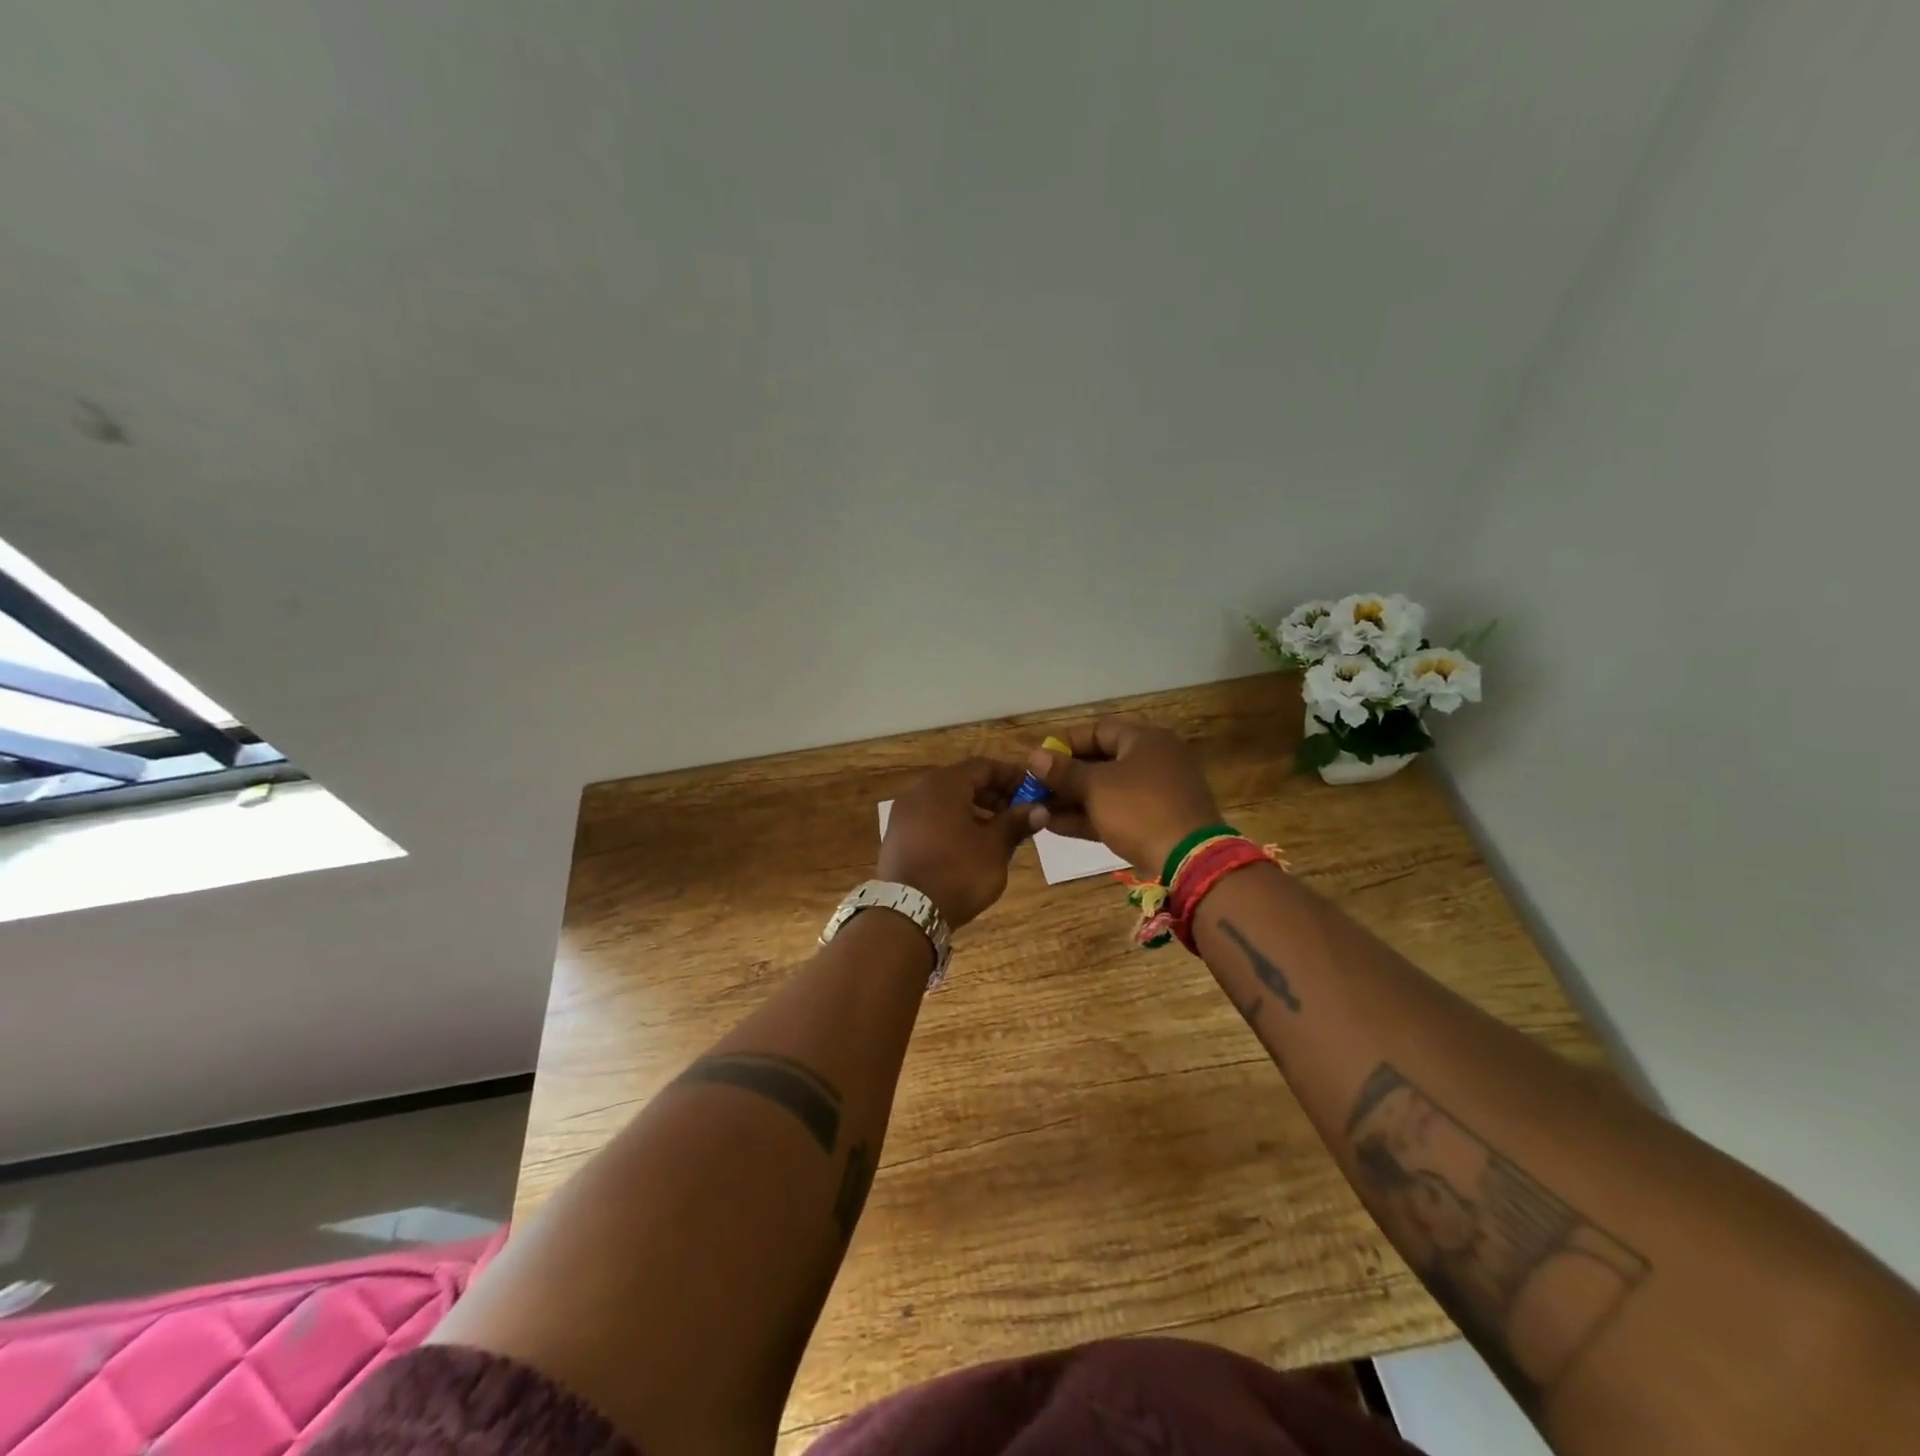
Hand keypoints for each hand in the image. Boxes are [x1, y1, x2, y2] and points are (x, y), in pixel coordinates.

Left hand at [877, 758, 1032, 927]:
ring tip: (998, 832)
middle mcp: (919, 791)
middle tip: (1019, 814)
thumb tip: (1039, 809)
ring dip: (975, 810)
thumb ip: (1016, 823)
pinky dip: (953, 823)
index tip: (1034, 792)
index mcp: (944, 785)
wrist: (908, 913)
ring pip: (946, 801)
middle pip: (963, 781)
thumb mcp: (994, 847)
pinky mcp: (897, 836)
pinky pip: (931, 818)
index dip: (1012, 776)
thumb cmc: (958, 872)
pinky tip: (970, 846)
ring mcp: (904, 813)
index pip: (984, 766)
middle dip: (994, 794)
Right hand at [1022, 718, 1222, 875]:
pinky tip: (1054, 825)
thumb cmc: (1139, 809)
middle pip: (1100, 761)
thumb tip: (1034, 757)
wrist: (1189, 859)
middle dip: (1064, 775)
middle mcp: (1153, 760)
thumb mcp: (1096, 786)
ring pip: (1106, 790)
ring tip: (1037, 808)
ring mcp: (1156, 793)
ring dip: (1072, 799)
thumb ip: (1063, 771)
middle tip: (1034, 787)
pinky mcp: (1154, 822)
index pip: (1097, 730)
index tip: (1037, 758)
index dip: (1064, 742)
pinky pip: (1115, 812)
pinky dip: (1088, 816)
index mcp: (1145, 740)